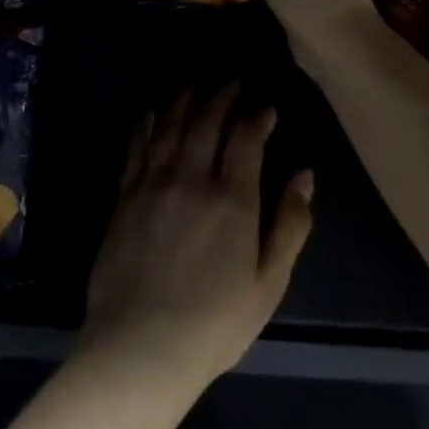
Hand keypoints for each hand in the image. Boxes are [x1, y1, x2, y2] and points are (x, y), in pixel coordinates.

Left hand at [78, 86, 314, 393]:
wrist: (141, 344)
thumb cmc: (215, 322)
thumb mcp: (269, 283)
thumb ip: (289, 224)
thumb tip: (304, 175)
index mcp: (233, 200)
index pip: (246, 140)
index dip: (257, 118)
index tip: (266, 108)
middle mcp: (191, 179)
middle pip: (207, 123)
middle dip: (222, 98)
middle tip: (231, 84)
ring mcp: (152, 184)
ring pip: (170, 127)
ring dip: (184, 101)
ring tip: (194, 85)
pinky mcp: (124, 196)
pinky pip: (136, 147)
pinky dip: (147, 124)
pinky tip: (151, 111)